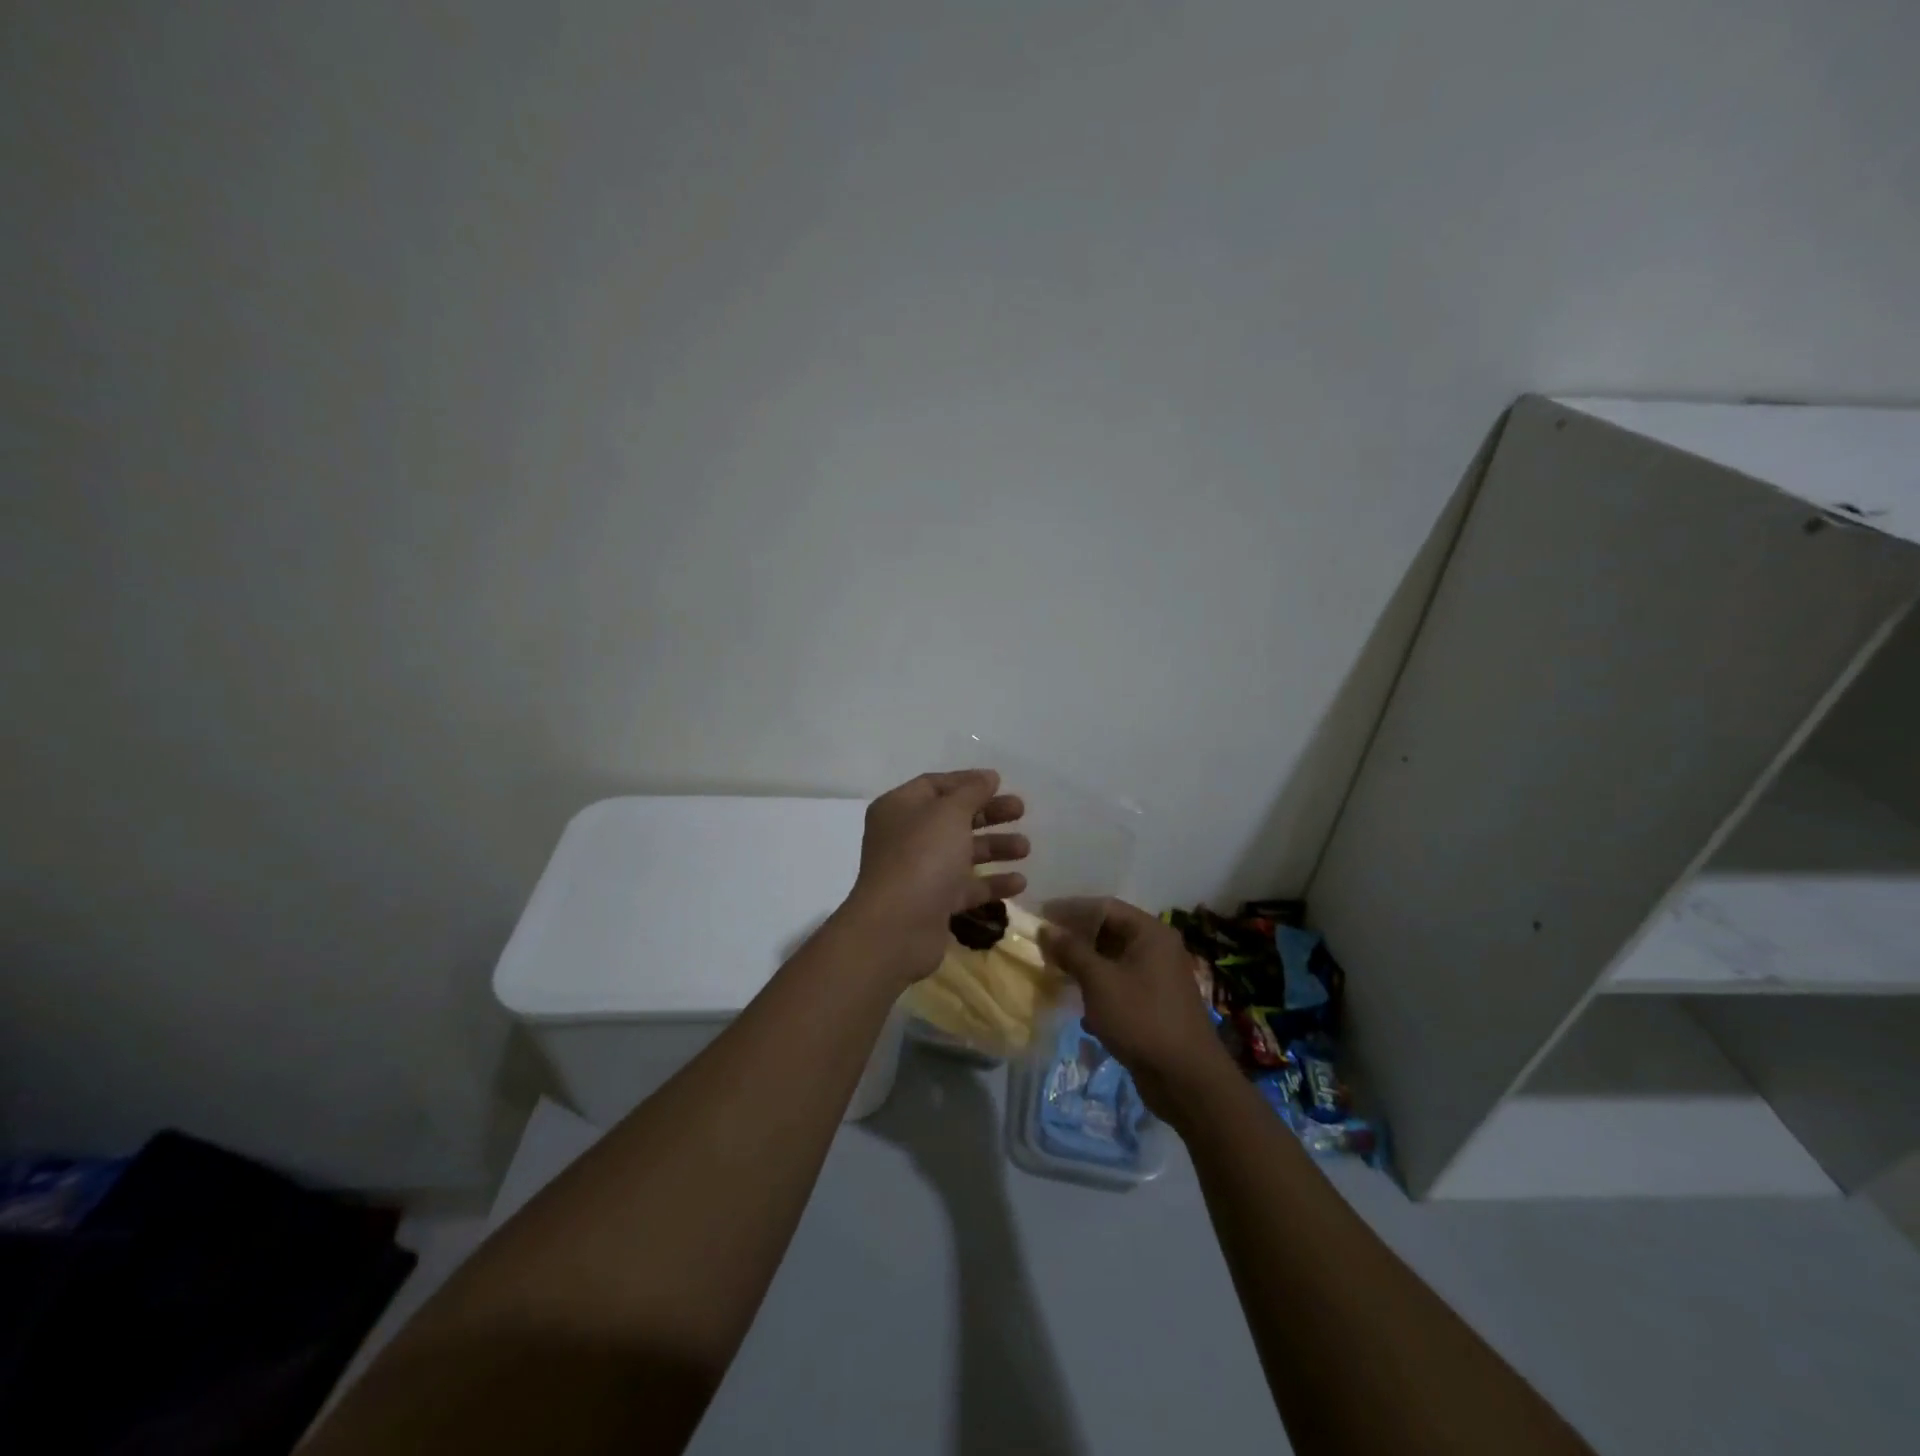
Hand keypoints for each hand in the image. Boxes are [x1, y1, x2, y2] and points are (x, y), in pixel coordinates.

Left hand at [843, 770, 1027, 983]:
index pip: (935, 785)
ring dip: (994, 847)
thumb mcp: (949, 813)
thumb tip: (988, 776)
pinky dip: (991, 883)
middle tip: (1021, 811)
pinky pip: (966, 887)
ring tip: (1026, 848)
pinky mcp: (933, 903)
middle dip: (988, 813)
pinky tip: (1020, 882)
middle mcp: (906, 837)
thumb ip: (972, 792)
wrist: (897, 927)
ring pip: (961, 853)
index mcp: (900, 808)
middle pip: (952, 818)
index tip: (1000, 782)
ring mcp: (919, 872)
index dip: (967, 782)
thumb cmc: (922, 856)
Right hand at [1039, 898, 1234, 1122]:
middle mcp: (1157, 947)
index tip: (1040, 917)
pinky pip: (1120, 982)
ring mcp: (1157, 976)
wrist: (1186, 1078)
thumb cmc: (1141, 1019)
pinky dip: (1098, 986)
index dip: (1070, 910)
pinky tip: (1077, 1001)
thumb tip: (1046, 928)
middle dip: (1075, 938)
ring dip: (1084, 964)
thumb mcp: (1099, 981)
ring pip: (1113, 959)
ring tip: (1054, 970)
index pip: (1104, 907)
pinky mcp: (1153, 1002)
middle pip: (1109, 931)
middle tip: (1043, 945)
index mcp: (1150, 932)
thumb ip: (1072, 951)